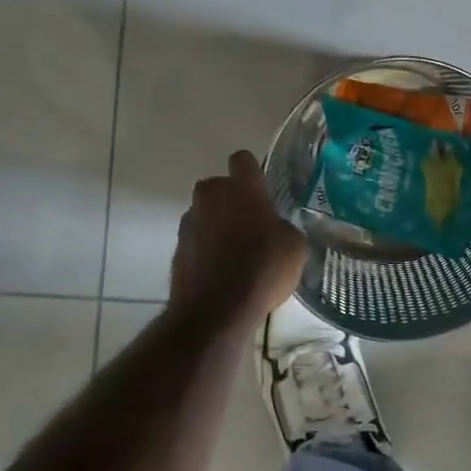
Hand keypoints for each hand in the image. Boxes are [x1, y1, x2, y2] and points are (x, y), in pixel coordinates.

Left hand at [170, 151, 307, 320]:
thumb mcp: (294, 247)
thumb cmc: (262, 269)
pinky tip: (221, 270)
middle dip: (232, 198)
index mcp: (242, 188)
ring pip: (205, 212)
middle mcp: (211, 196)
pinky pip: (196, 238)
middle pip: (220, 185)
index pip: (243, 160)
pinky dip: (206, 247)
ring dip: (217, 223)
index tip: (263, 189)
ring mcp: (189, 221)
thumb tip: (276, 228)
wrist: (215, 311)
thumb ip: (284, 227)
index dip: (253, 172)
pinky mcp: (177, 247)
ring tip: (235, 251)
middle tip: (251, 222)